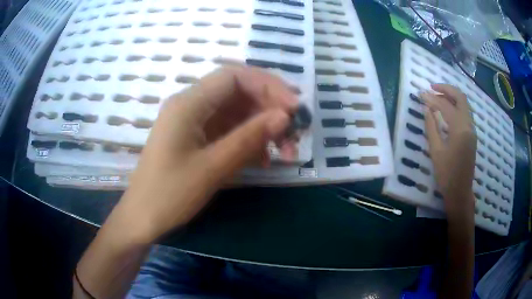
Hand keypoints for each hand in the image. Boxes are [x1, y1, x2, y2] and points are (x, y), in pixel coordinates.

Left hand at [113, 66, 297, 242]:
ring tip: (285, 151)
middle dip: (269, 108)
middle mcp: (189, 105)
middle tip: (295, 132)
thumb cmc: (169, 194)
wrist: (143, 219)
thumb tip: (284, 116)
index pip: (233, 76)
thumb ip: (249, 137)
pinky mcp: (196, 138)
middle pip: (237, 92)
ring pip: (236, 112)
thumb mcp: (213, 167)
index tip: (294, 107)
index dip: (268, 85)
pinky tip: (263, 159)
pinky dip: (248, 140)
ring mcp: (192, 122)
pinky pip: (228, 130)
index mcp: (187, 103)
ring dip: (262, 127)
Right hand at [421, 84, 475, 210]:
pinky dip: (456, 106)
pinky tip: (447, 109)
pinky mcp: (472, 134)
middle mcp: (469, 125)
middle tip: (432, 87)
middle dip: (446, 89)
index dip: (432, 98)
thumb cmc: (446, 174)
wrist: (460, 191)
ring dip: (452, 96)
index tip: (420, 94)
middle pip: (460, 97)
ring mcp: (472, 130)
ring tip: (438, 96)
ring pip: (464, 104)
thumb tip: (427, 108)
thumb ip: (431, 127)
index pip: (445, 106)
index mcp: (460, 129)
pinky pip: (465, 113)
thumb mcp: (436, 151)